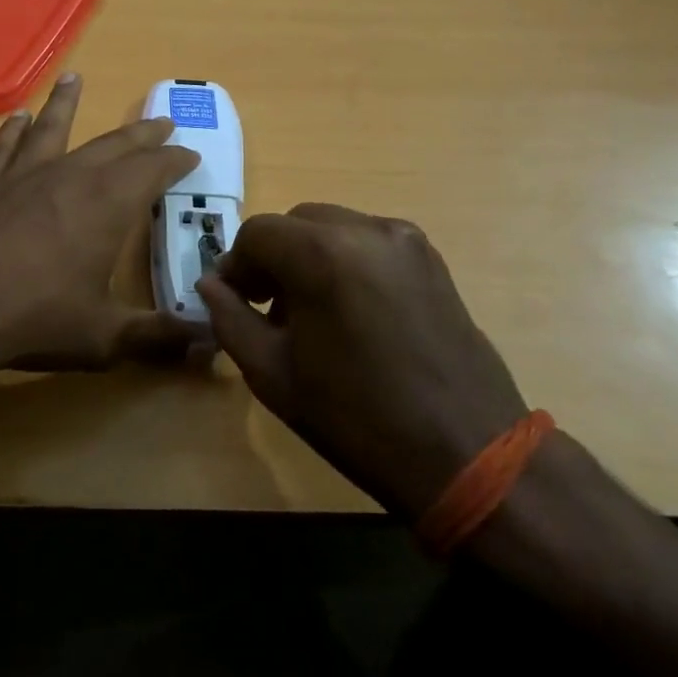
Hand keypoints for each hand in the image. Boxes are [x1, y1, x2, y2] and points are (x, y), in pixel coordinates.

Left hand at [0, 74, 204, 380]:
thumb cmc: (34, 320)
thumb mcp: (104, 337)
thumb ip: (158, 338)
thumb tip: (209, 345)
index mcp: (107, 205)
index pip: (153, 170)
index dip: (175, 160)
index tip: (191, 153)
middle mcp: (69, 177)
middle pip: (113, 145)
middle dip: (141, 133)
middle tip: (161, 121)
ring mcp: (23, 177)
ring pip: (53, 129)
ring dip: (67, 103)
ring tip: (74, 78)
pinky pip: (6, 149)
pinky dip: (14, 130)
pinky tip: (17, 116)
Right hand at [197, 204, 526, 517]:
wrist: (468, 453)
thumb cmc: (356, 418)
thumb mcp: (273, 375)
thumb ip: (230, 319)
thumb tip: (209, 285)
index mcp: (322, 254)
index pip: (257, 233)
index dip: (236, 265)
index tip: (233, 301)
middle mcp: (366, 230)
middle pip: (296, 223)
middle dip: (272, 257)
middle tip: (266, 307)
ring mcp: (406, 241)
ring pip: (334, 228)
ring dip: (308, 257)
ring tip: (310, 312)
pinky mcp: (432, 260)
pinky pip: (369, 242)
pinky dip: (346, 261)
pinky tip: (350, 311)